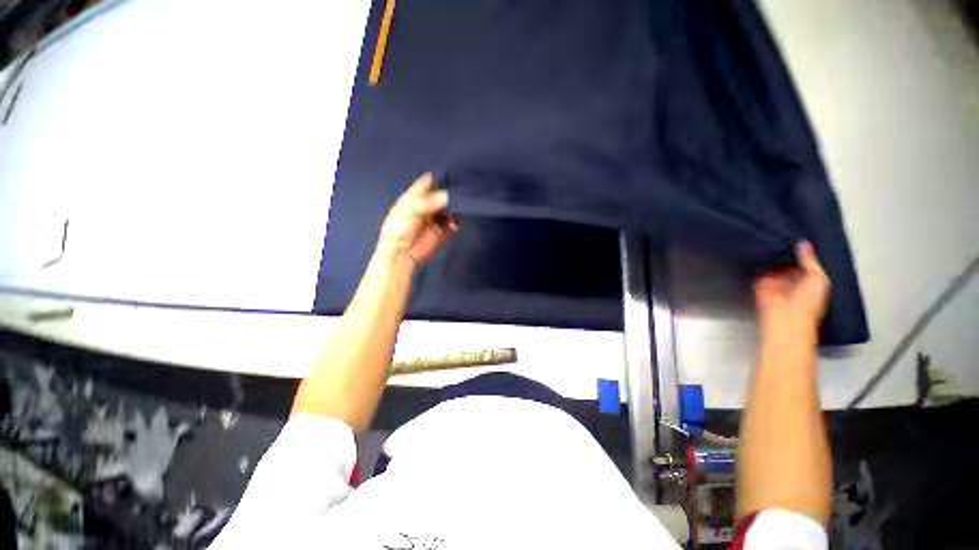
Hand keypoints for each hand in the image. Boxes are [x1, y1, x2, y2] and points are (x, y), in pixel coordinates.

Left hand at [378, 173, 457, 263]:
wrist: (401, 254)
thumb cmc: (397, 230)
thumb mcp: (410, 210)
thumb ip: (428, 202)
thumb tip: (447, 196)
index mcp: (416, 196)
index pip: (430, 182)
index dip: (440, 178)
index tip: (451, 178)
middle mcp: (427, 205)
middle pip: (443, 195)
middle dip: (451, 194)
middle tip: (457, 195)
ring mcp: (436, 218)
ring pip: (450, 208)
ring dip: (455, 208)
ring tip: (457, 208)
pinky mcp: (442, 230)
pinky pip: (454, 223)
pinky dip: (456, 222)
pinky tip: (455, 222)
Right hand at [754, 241, 829, 337]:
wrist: (785, 318)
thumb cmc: (807, 302)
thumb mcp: (817, 278)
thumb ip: (810, 261)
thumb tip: (803, 243)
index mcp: (809, 279)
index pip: (804, 260)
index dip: (802, 249)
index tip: (796, 234)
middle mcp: (792, 279)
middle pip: (787, 261)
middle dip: (784, 251)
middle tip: (780, 232)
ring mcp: (775, 282)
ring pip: (772, 265)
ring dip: (770, 256)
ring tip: (767, 237)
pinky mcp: (759, 284)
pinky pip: (758, 271)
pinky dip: (757, 263)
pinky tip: (757, 250)